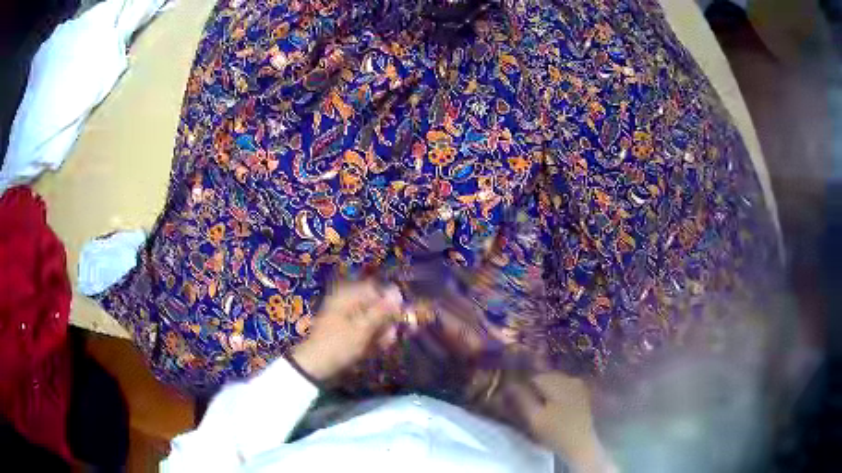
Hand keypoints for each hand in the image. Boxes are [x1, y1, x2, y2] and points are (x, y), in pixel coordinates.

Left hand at [290, 280, 402, 381]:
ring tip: (382, 345)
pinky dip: (372, 338)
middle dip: (387, 320)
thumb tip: (398, 293)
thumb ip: (383, 311)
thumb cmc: (339, 344)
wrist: (315, 367)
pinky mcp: (346, 331)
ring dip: (381, 332)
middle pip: (376, 305)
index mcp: (348, 295)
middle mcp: (347, 301)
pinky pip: (365, 330)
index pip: (377, 288)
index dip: (392, 301)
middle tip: (390, 336)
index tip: (402, 316)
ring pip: (373, 319)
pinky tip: (374, 349)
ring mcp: (346, 317)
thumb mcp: (363, 328)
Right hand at [482, 372, 618, 472]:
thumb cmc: (556, 432)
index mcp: (558, 382)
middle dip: (535, 388)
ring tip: (539, 407)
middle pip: (546, 377)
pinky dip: (556, 394)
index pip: (534, 376)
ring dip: (546, 391)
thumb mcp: (535, 418)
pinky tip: (553, 408)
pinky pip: (565, 388)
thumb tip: (509, 385)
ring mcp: (578, 386)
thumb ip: (522, 399)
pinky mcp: (583, 394)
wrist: (580, 444)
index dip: (523, 387)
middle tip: (527, 405)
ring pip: (556, 382)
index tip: (516, 400)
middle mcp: (570, 378)